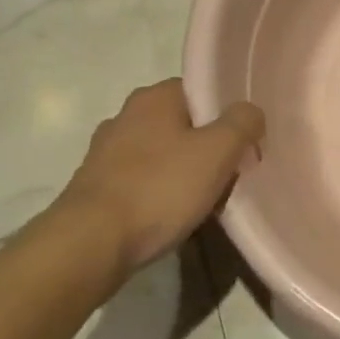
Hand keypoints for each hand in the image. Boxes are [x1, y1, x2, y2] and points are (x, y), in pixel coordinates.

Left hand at [54, 79, 265, 273]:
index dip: (229, 117)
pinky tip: (170, 217)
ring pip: (163, 155)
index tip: (243, 146)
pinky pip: (142, 182)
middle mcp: (126, 115)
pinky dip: (159, 194)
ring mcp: (105, 152)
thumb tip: (250, 113)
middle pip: (184, 125)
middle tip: (229, 177)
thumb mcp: (218, 151)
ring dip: (184, 173)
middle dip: (208, 149)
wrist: (89, 245)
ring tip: (203, 203)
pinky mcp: (95, 186)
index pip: (203, 92)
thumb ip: (243, 123)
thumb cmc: (159, 189)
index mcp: (155, 97)